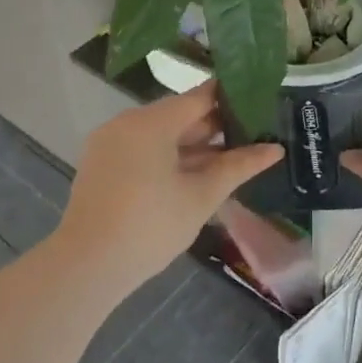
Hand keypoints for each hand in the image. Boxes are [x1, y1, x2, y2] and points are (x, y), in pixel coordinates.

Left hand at [56, 83, 284, 296]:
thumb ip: (237, 167)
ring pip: (160, 134)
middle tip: (252, 134)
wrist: (86, 266)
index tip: (258, 102)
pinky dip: (167, 156)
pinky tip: (193, 174)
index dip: (230, 98)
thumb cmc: (150, 226)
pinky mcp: (101, 163)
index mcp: (151, 122)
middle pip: (178, 114)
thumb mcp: (201, 196)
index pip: (199, 97)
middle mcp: (127, 122)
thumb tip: (275, 149)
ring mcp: (110, 142)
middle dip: (213, 126)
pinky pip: (142, 148)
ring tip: (229, 157)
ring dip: (192, 144)